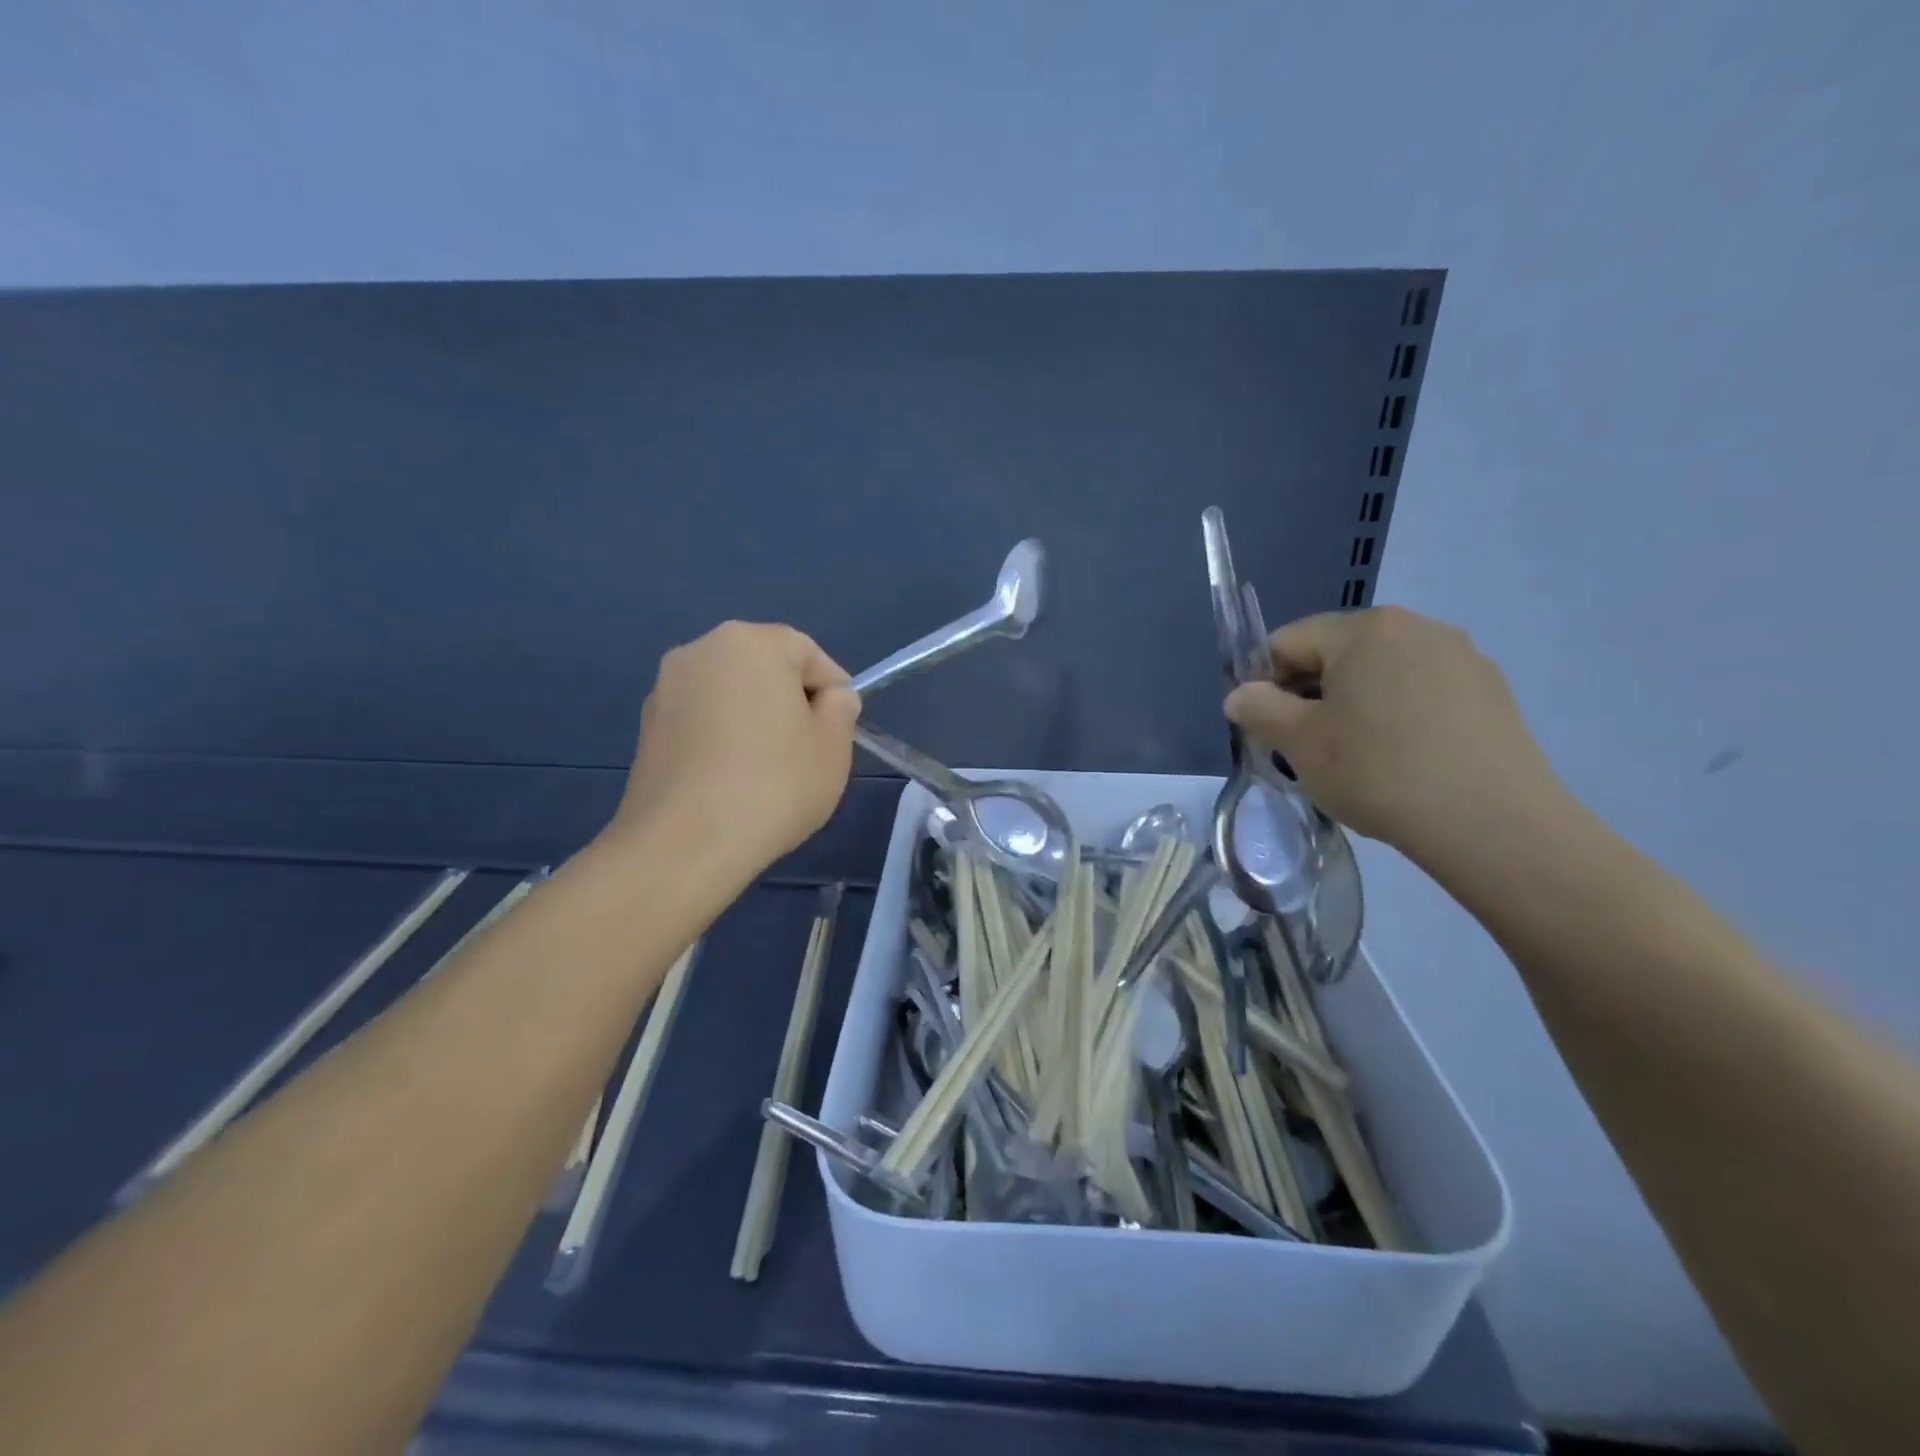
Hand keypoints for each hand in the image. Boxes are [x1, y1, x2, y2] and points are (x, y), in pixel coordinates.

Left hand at [612, 622, 860, 878]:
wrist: (684, 845)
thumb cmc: (773, 786)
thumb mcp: (833, 746)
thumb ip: (841, 708)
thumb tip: (828, 698)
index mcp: (751, 642)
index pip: (809, 654)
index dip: (832, 693)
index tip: (836, 736)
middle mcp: (701, 650)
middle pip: (765, 667)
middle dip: (789, 702)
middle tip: (804, 752)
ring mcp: (666, 688)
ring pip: (730, 694)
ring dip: (753, 720)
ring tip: (764, 772)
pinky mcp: (647, 726)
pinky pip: (702, 720)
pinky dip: (721, 738)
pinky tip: (729, 781)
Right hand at [1224, 606, 1564, 862]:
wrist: (1493, 824)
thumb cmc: (1379, 772)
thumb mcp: (1299, 743)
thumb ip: (1258, 709)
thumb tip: (1240, 695)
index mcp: (1366, 629)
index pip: (1288, 642)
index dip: (1263, 682)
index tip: (1262, 727)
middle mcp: (1417, 627)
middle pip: (1336, 654)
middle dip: (1309, 695)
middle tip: (1303, 748)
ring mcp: (1461, 658)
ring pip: (1380, 675)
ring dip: (1352, 706)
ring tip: (1353, 758)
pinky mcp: (1491, 693)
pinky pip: (1420, 693)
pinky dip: (1396, 717)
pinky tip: (1401, 761)